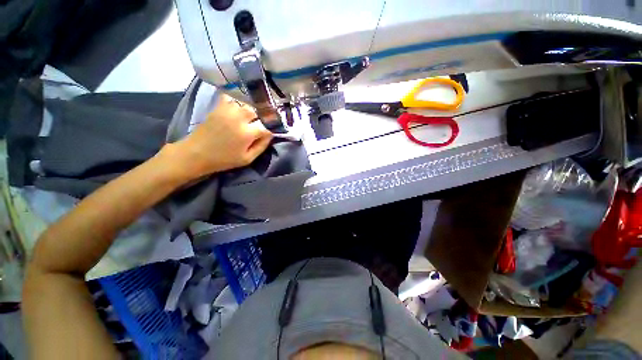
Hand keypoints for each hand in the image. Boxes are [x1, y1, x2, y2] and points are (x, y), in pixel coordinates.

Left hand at [166, 94, 272, 179]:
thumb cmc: (224, 159)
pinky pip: (231, 98)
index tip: (271, 132)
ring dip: (251, 110)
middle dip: (261, 118)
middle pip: (257, 111)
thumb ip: (261, 146)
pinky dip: (236, 101)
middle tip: (259, 125)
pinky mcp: (218, 108)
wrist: (196, 153)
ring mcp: (227, 111)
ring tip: (249, 118)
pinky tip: (237, 109)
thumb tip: (270, 135)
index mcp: (247, 133)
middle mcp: (238, 118)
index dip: (271, 129)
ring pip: (246, 103)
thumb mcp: (247, 159)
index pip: (266, 126)